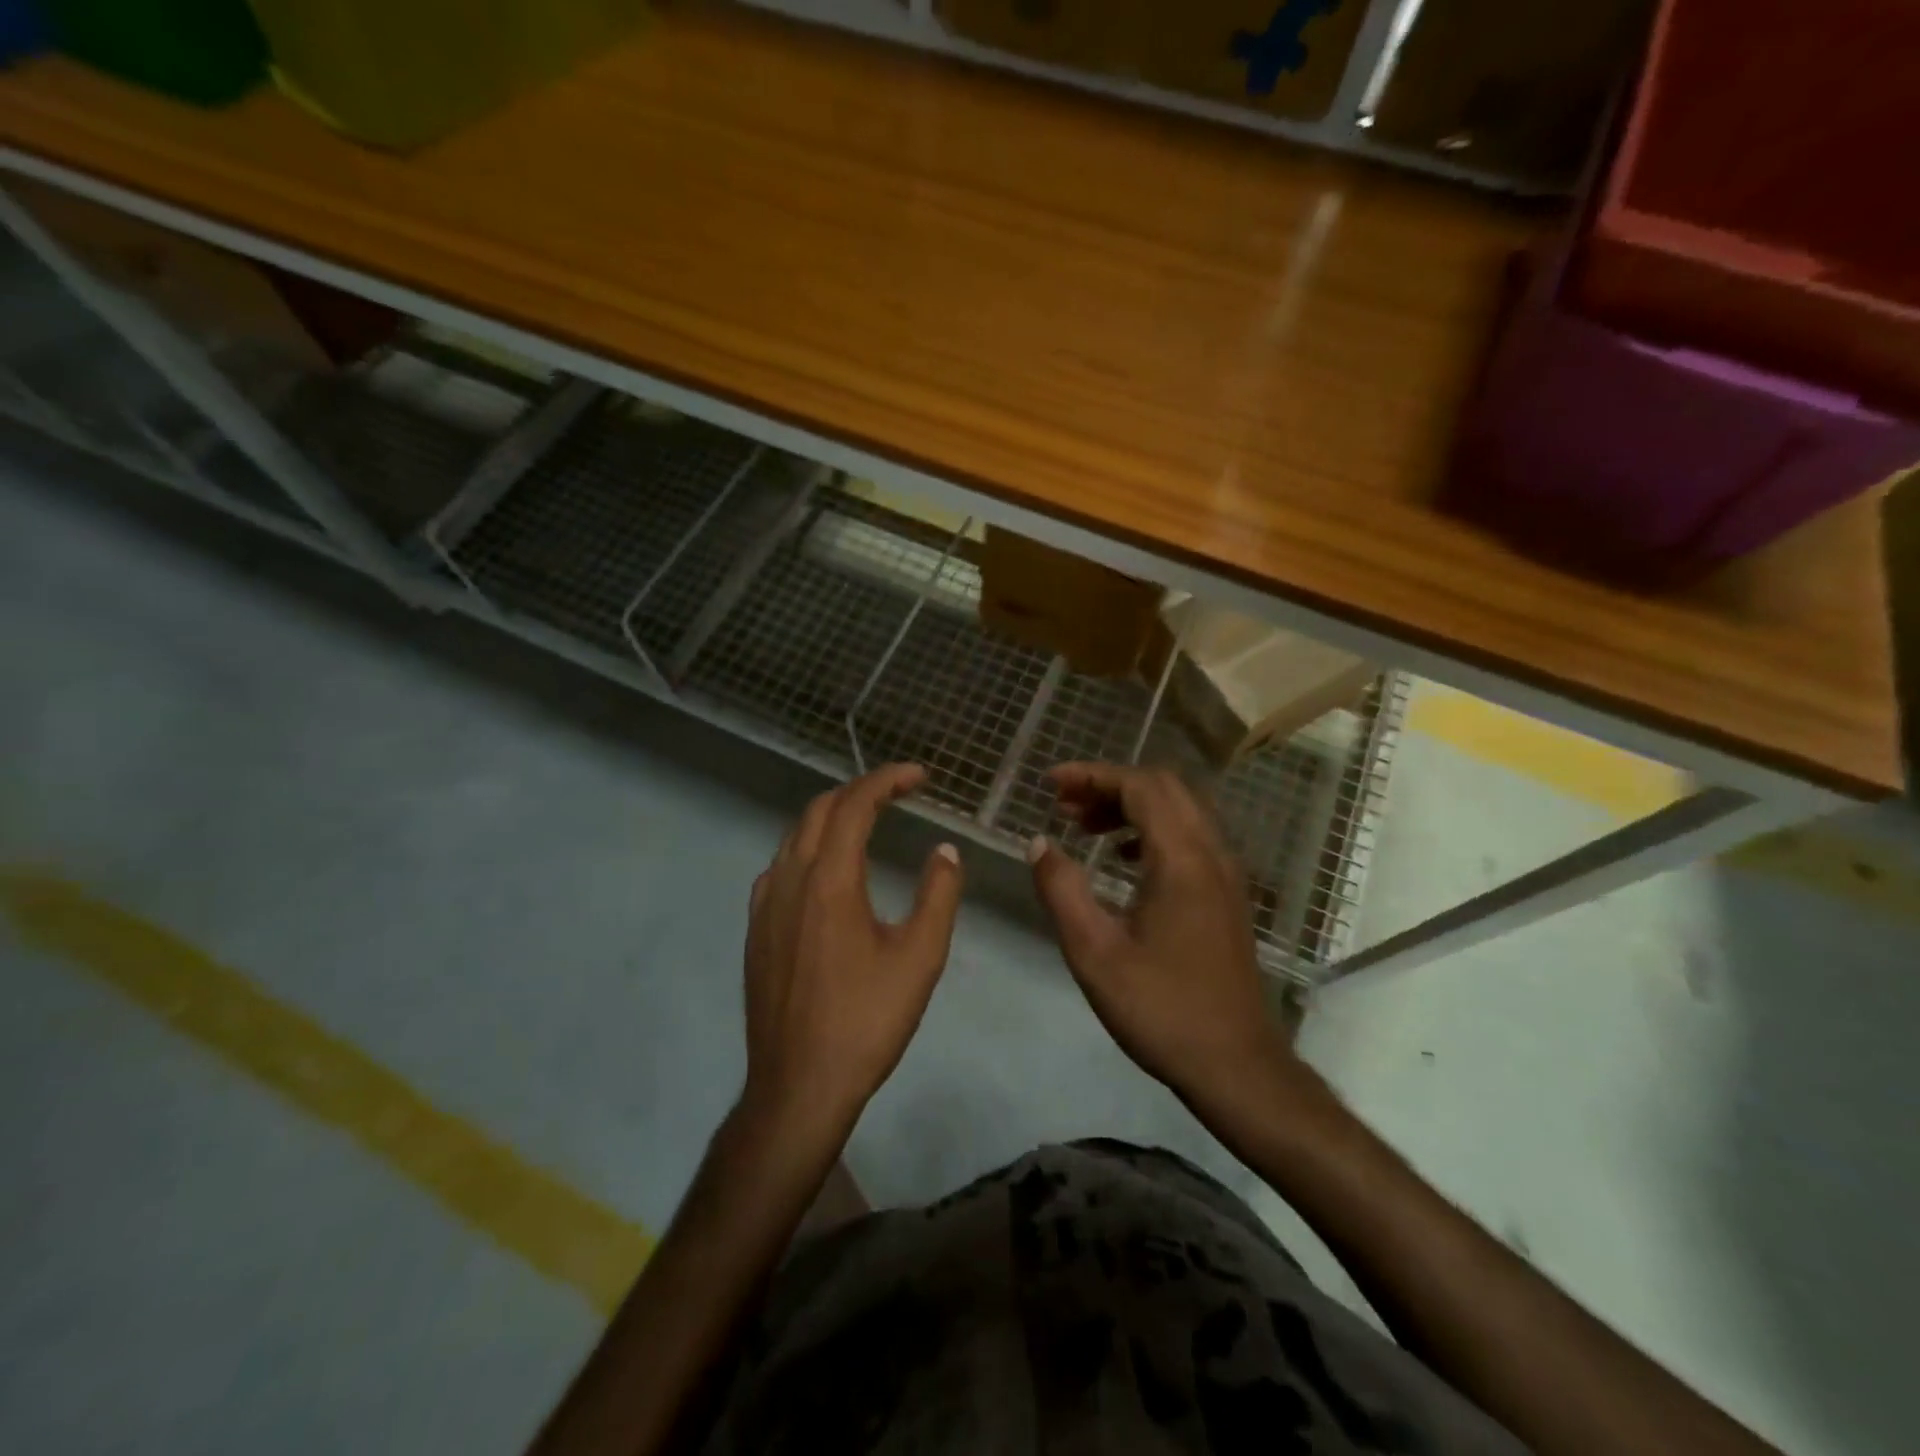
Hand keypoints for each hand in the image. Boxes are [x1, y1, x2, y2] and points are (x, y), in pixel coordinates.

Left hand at [743, 763, 963, 1134]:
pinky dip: (809, 847)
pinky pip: (781, 866)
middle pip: (820, 810)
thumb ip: (938, 895)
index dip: (887, 780)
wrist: (798, 1086)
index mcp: (830, 879)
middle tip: (899, 793)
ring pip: (796, 836)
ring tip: (867, 822)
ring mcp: (765, 904)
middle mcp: (790, 879)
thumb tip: (945, 851)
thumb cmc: (866, 1021)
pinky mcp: (756, 929)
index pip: (855, 804)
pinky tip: (828, 872)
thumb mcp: (920, 957)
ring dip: (832, 816)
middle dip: (860, 791)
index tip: (919, 776)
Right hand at [1028, 763, 1302, 1116]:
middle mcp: (1212, 853)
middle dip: (1110, 784)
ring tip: (1085, 826)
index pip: (1139, 786)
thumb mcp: (1094, 953)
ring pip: (1180, 809)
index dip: (1092, 775)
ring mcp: (1226, 873)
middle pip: (1164, 787)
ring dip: (1132, 805)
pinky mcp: (1228, 894)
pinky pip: (1190, 836)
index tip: (1050, 784)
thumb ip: (1062, 890)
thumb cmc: (1161, 1009)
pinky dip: (1152, 829)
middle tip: (1065, 805)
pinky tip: (1122, 858)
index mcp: (1182, 859)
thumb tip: (1039, 843)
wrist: (1236, 1065)